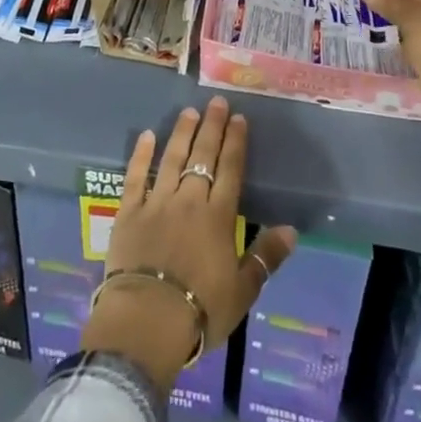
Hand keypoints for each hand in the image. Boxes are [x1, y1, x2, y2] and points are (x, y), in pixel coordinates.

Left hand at [82, 97, 297, 389]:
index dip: (235, 142)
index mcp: (217, 217)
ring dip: (181, 133)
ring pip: (171, 159)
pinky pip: (135, 177)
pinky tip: (146, 135)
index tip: (239, 118)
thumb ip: (266, 257)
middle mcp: (189, 201)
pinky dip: (141, 155)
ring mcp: (157, 203)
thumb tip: (292, 230)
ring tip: (189, 111)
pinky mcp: (129, 212)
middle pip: (202, 157)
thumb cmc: (200, 310)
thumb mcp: (243, 291)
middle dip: (211, 127)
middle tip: (216, 102)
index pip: (230, 170)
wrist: (147, 319)